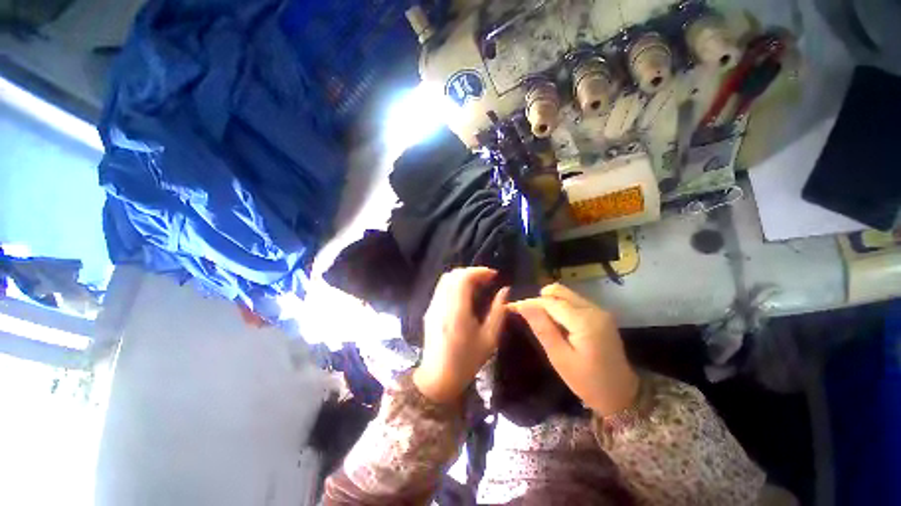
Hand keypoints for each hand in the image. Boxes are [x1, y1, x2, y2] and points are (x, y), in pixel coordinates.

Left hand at [413, 268, 509, 403]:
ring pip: (445, 279)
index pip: (463, 278)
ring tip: (477, 285)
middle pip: (453, 275)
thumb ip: (498, 312)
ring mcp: (433, 306)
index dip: (479, 271)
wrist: (438, 377)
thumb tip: (504, 291)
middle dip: (471, 272)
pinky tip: (465, 294)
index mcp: (457, 311)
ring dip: (462, 277)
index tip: (494, 275)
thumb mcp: (489, 339)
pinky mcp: (430, 310)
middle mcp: (442, 304)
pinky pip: (441, 288)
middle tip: (487, 279)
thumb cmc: (466, 361)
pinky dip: (454, 284)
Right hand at [509, 284, 638, 415]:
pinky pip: (573, 301)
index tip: (512, 307)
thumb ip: (542, 328)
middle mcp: (593, 309)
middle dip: (539, 300)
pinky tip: (556, 323)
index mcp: (584, 321)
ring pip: (565, 294)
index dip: (529, 302)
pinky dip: (560, 307)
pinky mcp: (600, 314)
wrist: (622, 395)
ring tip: (541, 321)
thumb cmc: (588, 382)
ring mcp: (599, 310)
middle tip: (528, 316)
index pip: (550, 302)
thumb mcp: (560, 358)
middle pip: (559, 291)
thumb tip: (523, 305)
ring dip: (549, 303)